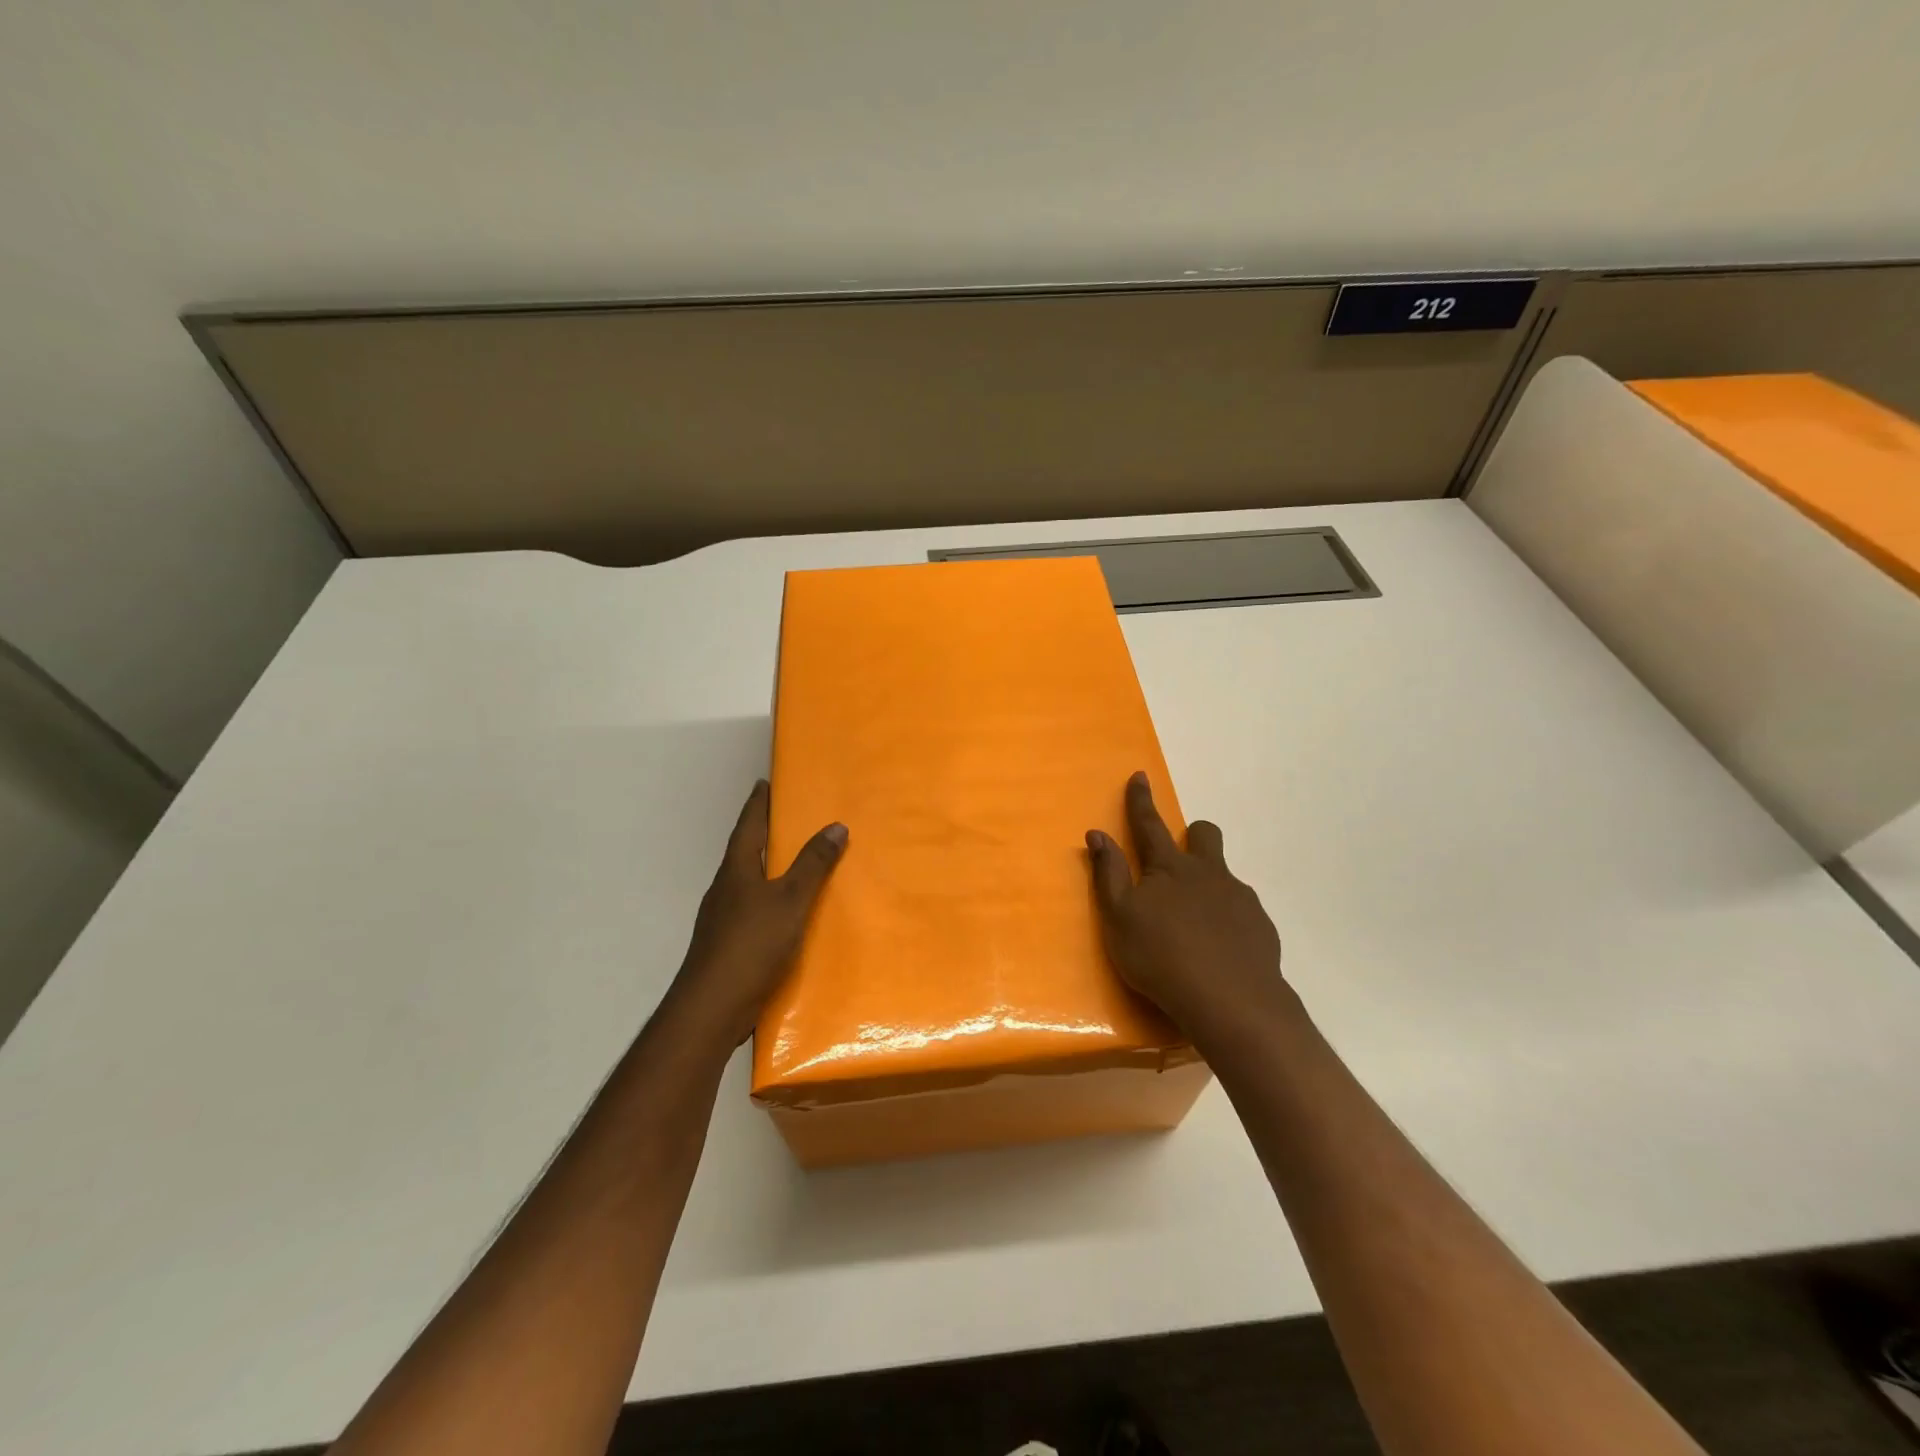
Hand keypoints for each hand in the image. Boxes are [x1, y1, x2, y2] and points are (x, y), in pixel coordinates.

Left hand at [668, 780, 846, 1047]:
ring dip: (767, 868)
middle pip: (745, 851)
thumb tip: (836, 825)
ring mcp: (722, 918)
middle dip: (763, 833)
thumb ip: (813, 865)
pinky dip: (769, 900)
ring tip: (794, 862)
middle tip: (788, 818)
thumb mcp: (791, 900)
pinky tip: (786, 914)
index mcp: (737, 870)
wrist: (712, 1007)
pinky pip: (752, 910)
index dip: (758, 803)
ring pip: (747, 882)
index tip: (764, 782)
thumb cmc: (751, 944)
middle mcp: (725, 888)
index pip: (748, 825)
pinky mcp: (727, 945)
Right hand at [1085, 772, 1292, 1045]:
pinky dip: (1229, 918)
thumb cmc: (1161, 957)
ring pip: (1225, 874)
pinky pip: (1243, 909)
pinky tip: (1221, 947)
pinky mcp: (1261, 926)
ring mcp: (1240, 898)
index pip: (1150, 825)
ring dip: (1210, 882)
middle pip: (1205, 835)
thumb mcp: (1119, 918)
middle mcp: (1208, 873)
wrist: (1231, 1001)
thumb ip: (1108, 874)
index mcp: (1169, 868)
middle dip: (1194, 833)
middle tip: (1181, 856)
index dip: (1141, 800)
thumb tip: (1097, 834)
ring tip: (1196, 921)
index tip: (1140, 775)